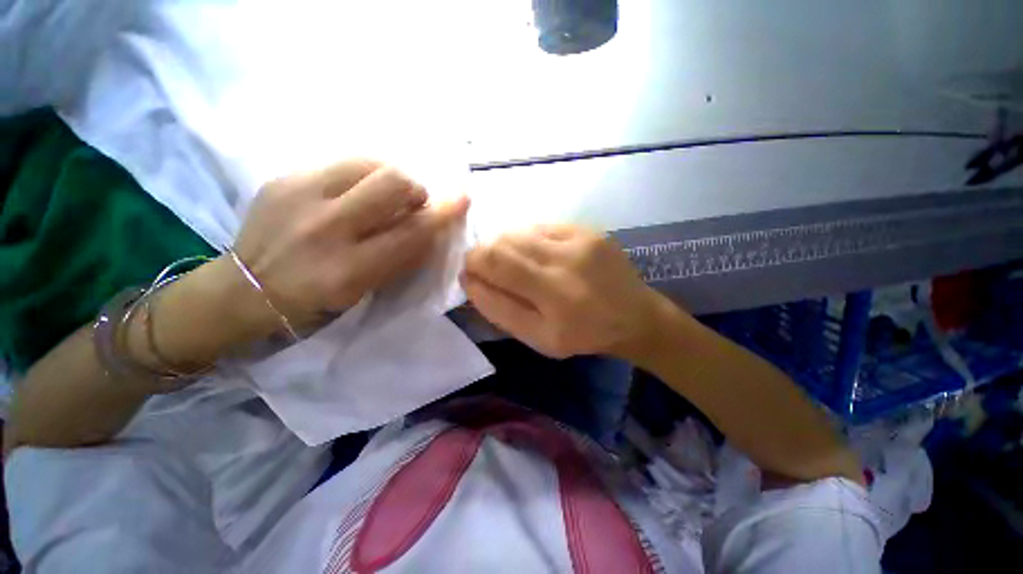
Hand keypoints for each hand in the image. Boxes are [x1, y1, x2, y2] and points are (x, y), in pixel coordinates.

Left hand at [233, 159, 468, 329]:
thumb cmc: (315, 300)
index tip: (462, 198)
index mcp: (349, 269)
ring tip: (383, 194)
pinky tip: (354, 192)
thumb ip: (401, 258)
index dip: (442, 213)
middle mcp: (326, 229)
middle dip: (415, 189)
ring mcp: (299, 196)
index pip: (411, 232)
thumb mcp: (364, 290)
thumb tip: (430, 228)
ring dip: (390, 176)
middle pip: (392, 182)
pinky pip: (341, 163)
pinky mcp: (283, 177)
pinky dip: (362, 175)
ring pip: (369, 163)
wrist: (245, 289)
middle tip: (412, 201)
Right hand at [461, 225, 669, 359]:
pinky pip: (541, 227)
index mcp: (553, 292)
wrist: (635, 316)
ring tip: (517, 267)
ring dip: (506, 247)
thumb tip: (470, 280)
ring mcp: (579, 237)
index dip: (473, 262)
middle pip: (504, 241)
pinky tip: (537, 256)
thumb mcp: (538, 338)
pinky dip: (528, 240)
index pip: (495, 260)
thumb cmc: (584, 335)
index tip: (471, 274)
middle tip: (492, 272)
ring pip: (520, 230)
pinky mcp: (586, 228)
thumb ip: (500, 309)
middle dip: (486, 254)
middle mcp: (565, 257)